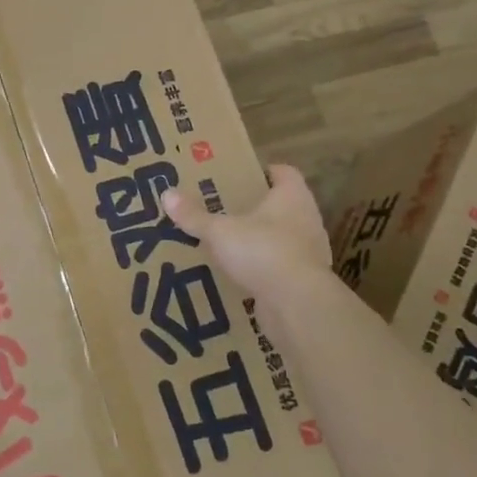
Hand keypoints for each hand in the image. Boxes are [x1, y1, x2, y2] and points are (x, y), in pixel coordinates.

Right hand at [164, 164, 338, 303]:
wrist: (298, 304)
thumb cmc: (262, 251)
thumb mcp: (220, 232)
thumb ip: (194, 216)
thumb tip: (166, 194)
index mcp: (292, 197)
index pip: (284, 173)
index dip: (264, 172)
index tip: (240, 176)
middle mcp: (306, 219)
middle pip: (282, 205)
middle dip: (256, 208)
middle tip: (224, 209)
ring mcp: (309, 252)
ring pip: (282, 237)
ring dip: (260, 240)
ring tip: (228, 243)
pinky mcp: (304, 281)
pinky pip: (280, 267)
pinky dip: (263, 269)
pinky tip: (239, 275)